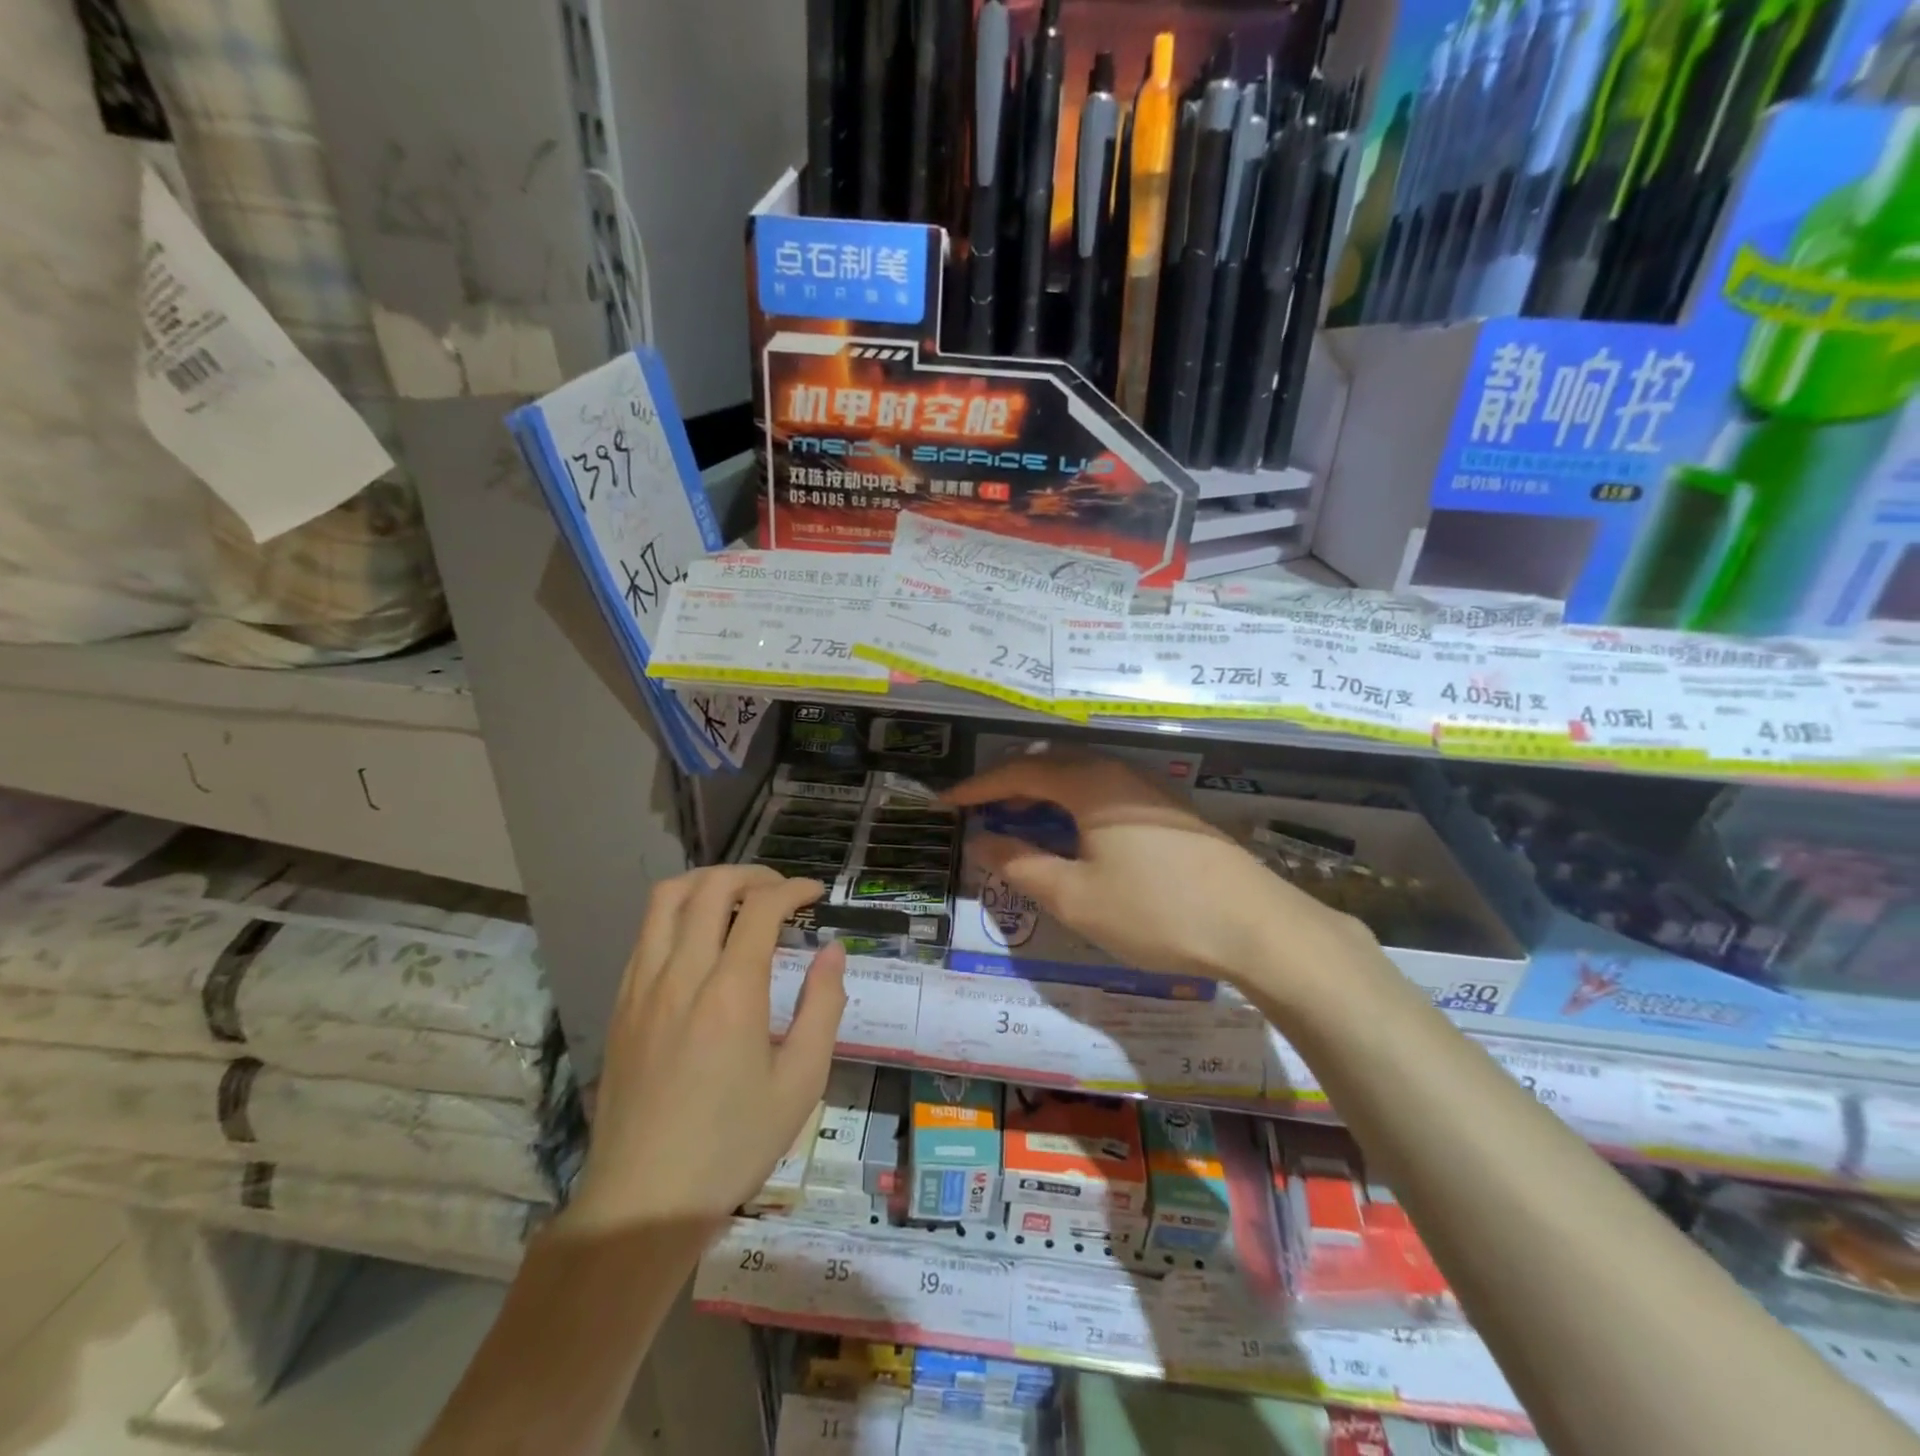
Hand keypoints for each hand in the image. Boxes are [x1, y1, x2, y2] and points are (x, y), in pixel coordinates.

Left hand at [564, 866, 846, 1235]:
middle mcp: (682, 974)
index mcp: (731, 992)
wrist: (643, 1200)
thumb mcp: (801, 1082)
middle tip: (780, 891)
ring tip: (737, 898)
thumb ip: (823, 1006)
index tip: (815, 894)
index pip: (761, 906)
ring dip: (706, 882)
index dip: (793, 888)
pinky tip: (699, 940)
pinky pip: (646, 933)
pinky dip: (677, 914)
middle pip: (710, 886)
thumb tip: (832, 951)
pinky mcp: (620, 1004)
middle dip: (752, 874)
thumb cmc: (733, 1144)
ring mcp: (642, 986)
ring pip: (665, 898)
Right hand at [944, 750, 1357, 989]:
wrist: (1257, 927)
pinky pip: (1105, 791)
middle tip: (979, 810)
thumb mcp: (1076, 898)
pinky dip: (1073, 804)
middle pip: (1051, 765)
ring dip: (1043, 794)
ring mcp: (1150, 789)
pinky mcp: (1170, 810)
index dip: (979, 787)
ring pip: (1081, 777)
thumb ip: (1022, 866)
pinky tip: (1073, 833)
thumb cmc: (1156, 911)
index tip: (946, 802)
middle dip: (1009, 784)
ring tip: (1018, 820)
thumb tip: (981, 841)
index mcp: (1090, 784)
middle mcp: (1119, 773)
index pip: (1020, 773)